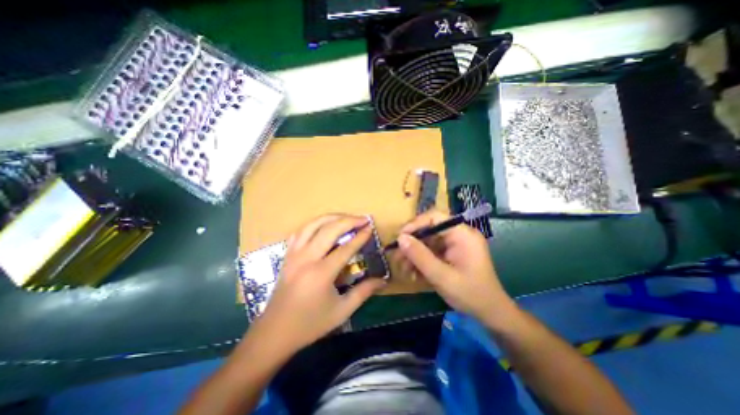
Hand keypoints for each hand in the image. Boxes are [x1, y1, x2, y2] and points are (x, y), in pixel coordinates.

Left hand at [248, 214, 386, 356]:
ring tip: (346, 217)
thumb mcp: (342, 311)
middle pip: (329, 229)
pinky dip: (314, 224)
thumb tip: (383, 281)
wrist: (274, 332)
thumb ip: (363, 292)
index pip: (345, 248)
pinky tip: (323, 225)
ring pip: (312, 225)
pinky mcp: (287, 255)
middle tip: (363, 219)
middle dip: (348, 221)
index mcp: (321, 273)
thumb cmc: (310, 323)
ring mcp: (294, 254)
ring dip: (331, 217)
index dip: (360, 236)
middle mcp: (306, 258)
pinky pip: (300, 231)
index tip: (370, 228)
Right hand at [396, 212, 515, 325]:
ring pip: (428, 241)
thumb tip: (400, 238)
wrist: (490, 313)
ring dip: (415, 254)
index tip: (400, 237)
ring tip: (404, 270)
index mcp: (463, 234)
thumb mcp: (441, 276)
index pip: (435, 217)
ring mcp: (455, 244)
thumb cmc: (470, 294)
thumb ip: (420, 256)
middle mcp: (459, 234)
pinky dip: (422, 260)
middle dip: (412, 244)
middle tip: (398, 257)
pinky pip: (432, 251)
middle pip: (429, 230)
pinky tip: (414, 273)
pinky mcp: (452, 253)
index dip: (415, 224)